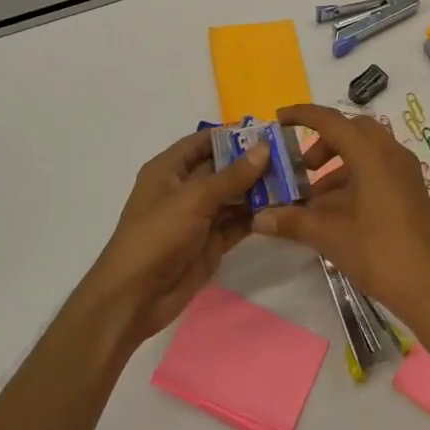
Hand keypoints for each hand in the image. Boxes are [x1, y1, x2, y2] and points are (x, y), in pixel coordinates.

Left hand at [83, 130, 269, 344]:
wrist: (134, 297)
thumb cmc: (157, 236)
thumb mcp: (194, 199)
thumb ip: (231, 176)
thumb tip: (264, 148)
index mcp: (169, 169)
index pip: (203, 142)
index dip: (231, 135)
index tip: (267, 131)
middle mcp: (184, 189)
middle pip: (222, 168)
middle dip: (252, 163)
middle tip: (290, 156)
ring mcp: (198, 217)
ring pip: (233, 196)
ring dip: (259, 190)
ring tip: (294, 180)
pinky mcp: (210, 243)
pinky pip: (237, 223)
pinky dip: (256, 216)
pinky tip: (283, 209)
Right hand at [254, 104, 429, 332]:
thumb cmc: (379, 252)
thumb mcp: (329, 235)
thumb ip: (293, 221)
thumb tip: (258, 217)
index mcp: (371, 154)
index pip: (331, 121)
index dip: (302, 116)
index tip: (279, 120)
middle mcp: (391, 153)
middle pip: (352, 130)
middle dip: (323, 142)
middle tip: (302, 166)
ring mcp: (405, 171)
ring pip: (367, 151)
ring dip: (338, 165)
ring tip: (314, 198)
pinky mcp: (411, 190)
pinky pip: (378, 168)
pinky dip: (355, 178)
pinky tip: (338, 211)